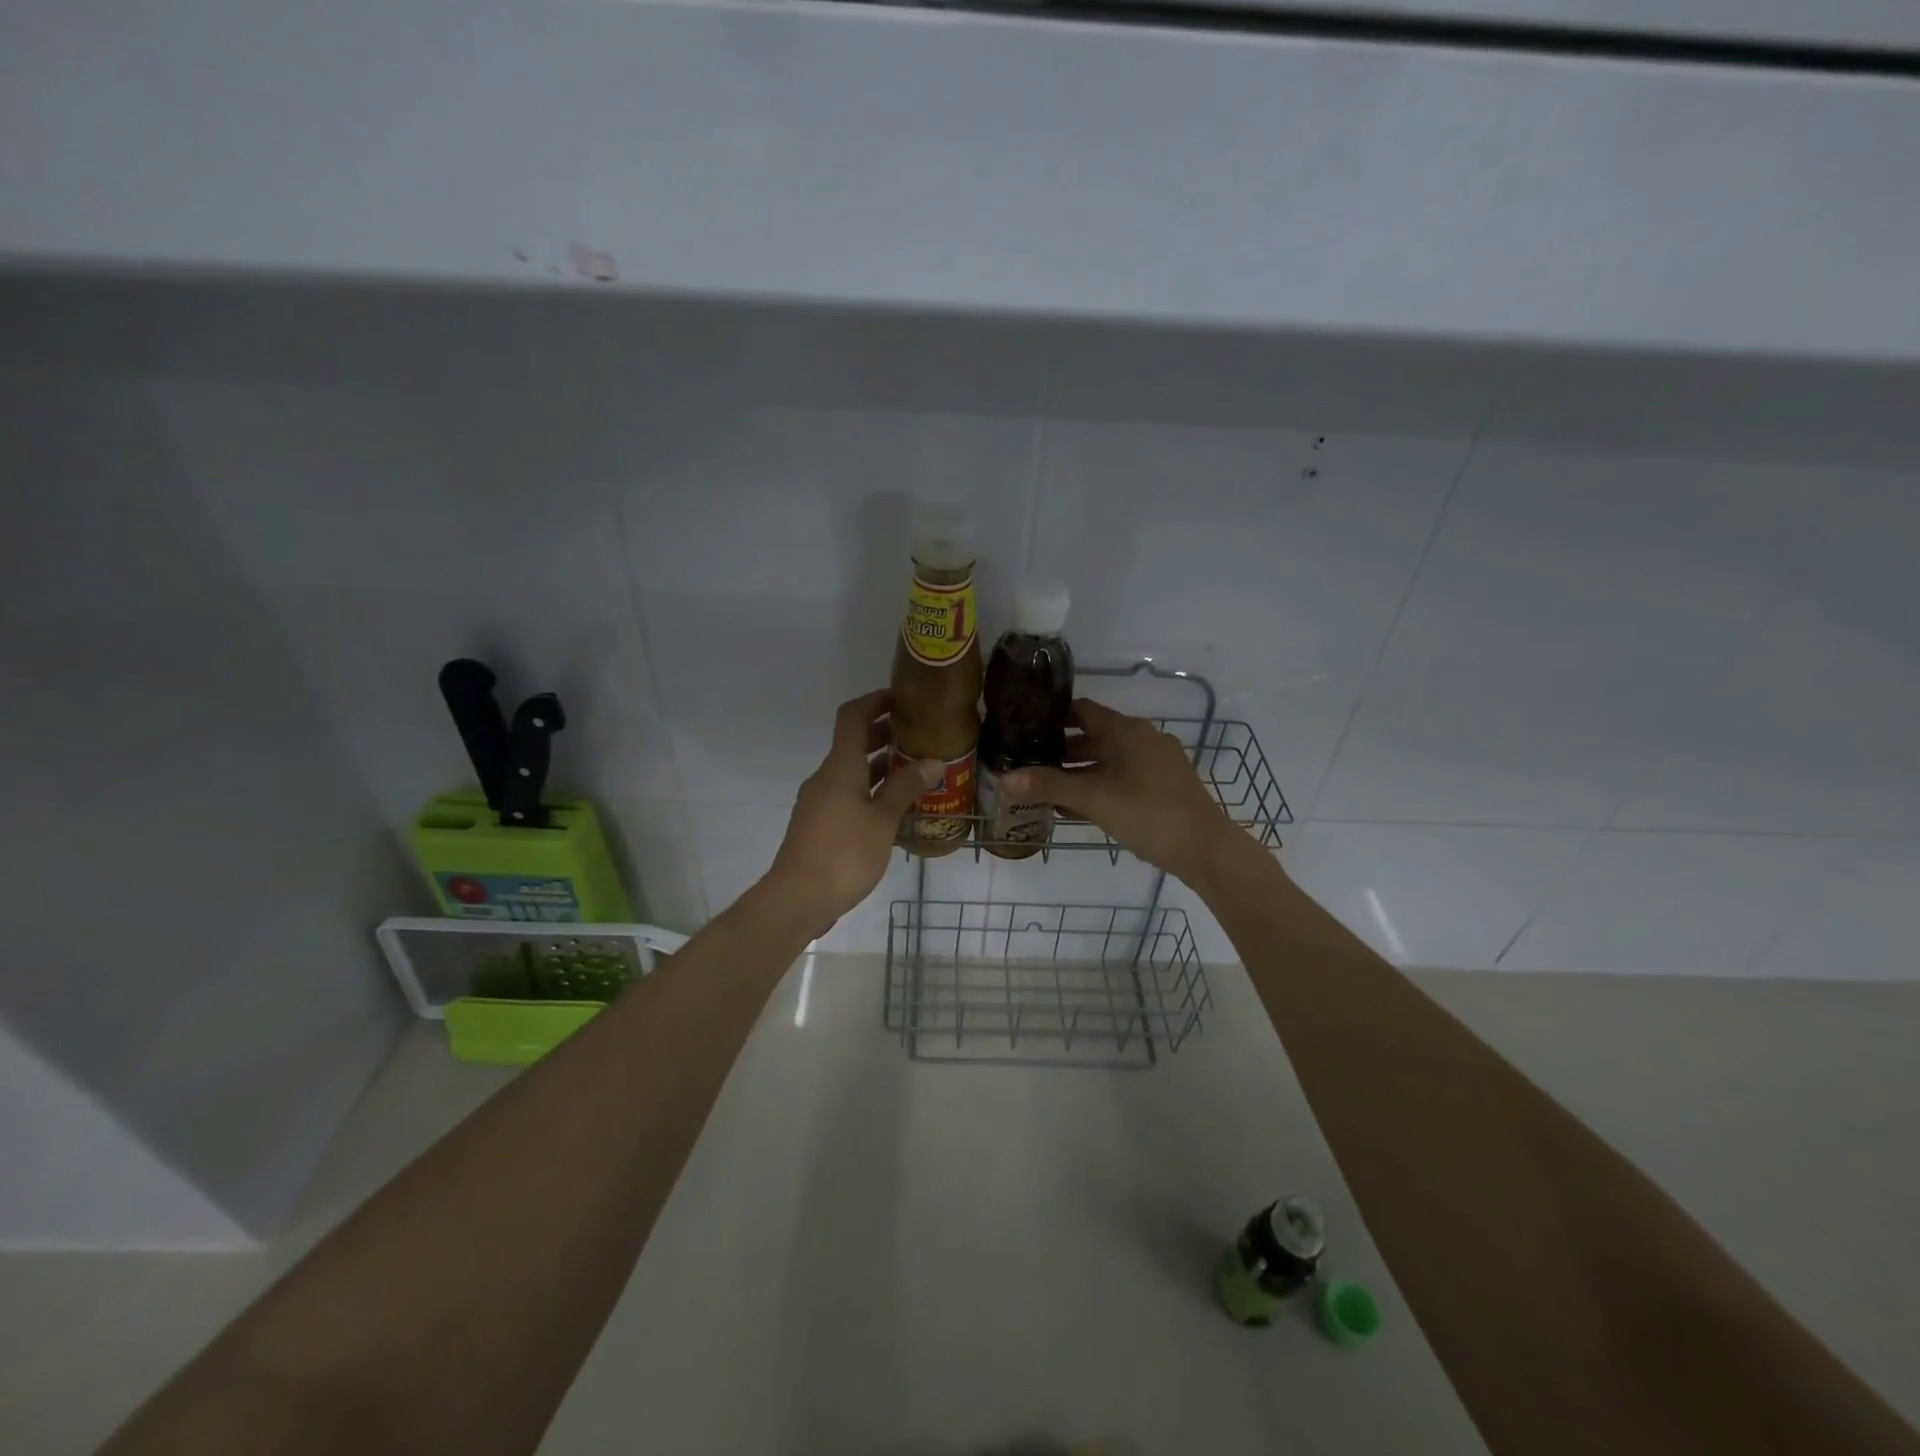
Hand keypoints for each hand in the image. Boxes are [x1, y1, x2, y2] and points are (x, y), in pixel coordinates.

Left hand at [762, 691, 940, 930]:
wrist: (798, 898)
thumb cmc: (844, 853)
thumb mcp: (882, 820)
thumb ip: (906, 788)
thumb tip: (934, 762)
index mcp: (840, 767)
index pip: (852, 717)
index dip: (874, 701)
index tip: (901, 698)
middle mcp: (826, 777)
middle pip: (853, 743)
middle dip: (883, 734)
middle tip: (918, 735)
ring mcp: (820, 802)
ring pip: (851, 771)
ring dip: (879, 766)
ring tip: (915, 770)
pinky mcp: (820, 824)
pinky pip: (848, 795)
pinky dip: (870, 790)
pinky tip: (895, 808)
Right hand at [1000, 699, 1244, 886]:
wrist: (1206, 850)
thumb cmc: (1149, 814)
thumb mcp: (1094, 799)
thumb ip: (1050, 786)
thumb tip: (1004, 779)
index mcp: (1128, 731)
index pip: (1082, 711)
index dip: (1052, 717)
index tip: (1024, 727)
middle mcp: (1143, 739)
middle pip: (1093, 737)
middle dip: (1060, 751)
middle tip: (1027, 762)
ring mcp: (1156, 764)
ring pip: (1108, 761)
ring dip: (1078, 772)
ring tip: (1044, 788)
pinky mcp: (1162, 787)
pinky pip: (1121, 778)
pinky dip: (1098, 786)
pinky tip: (1075, 807)